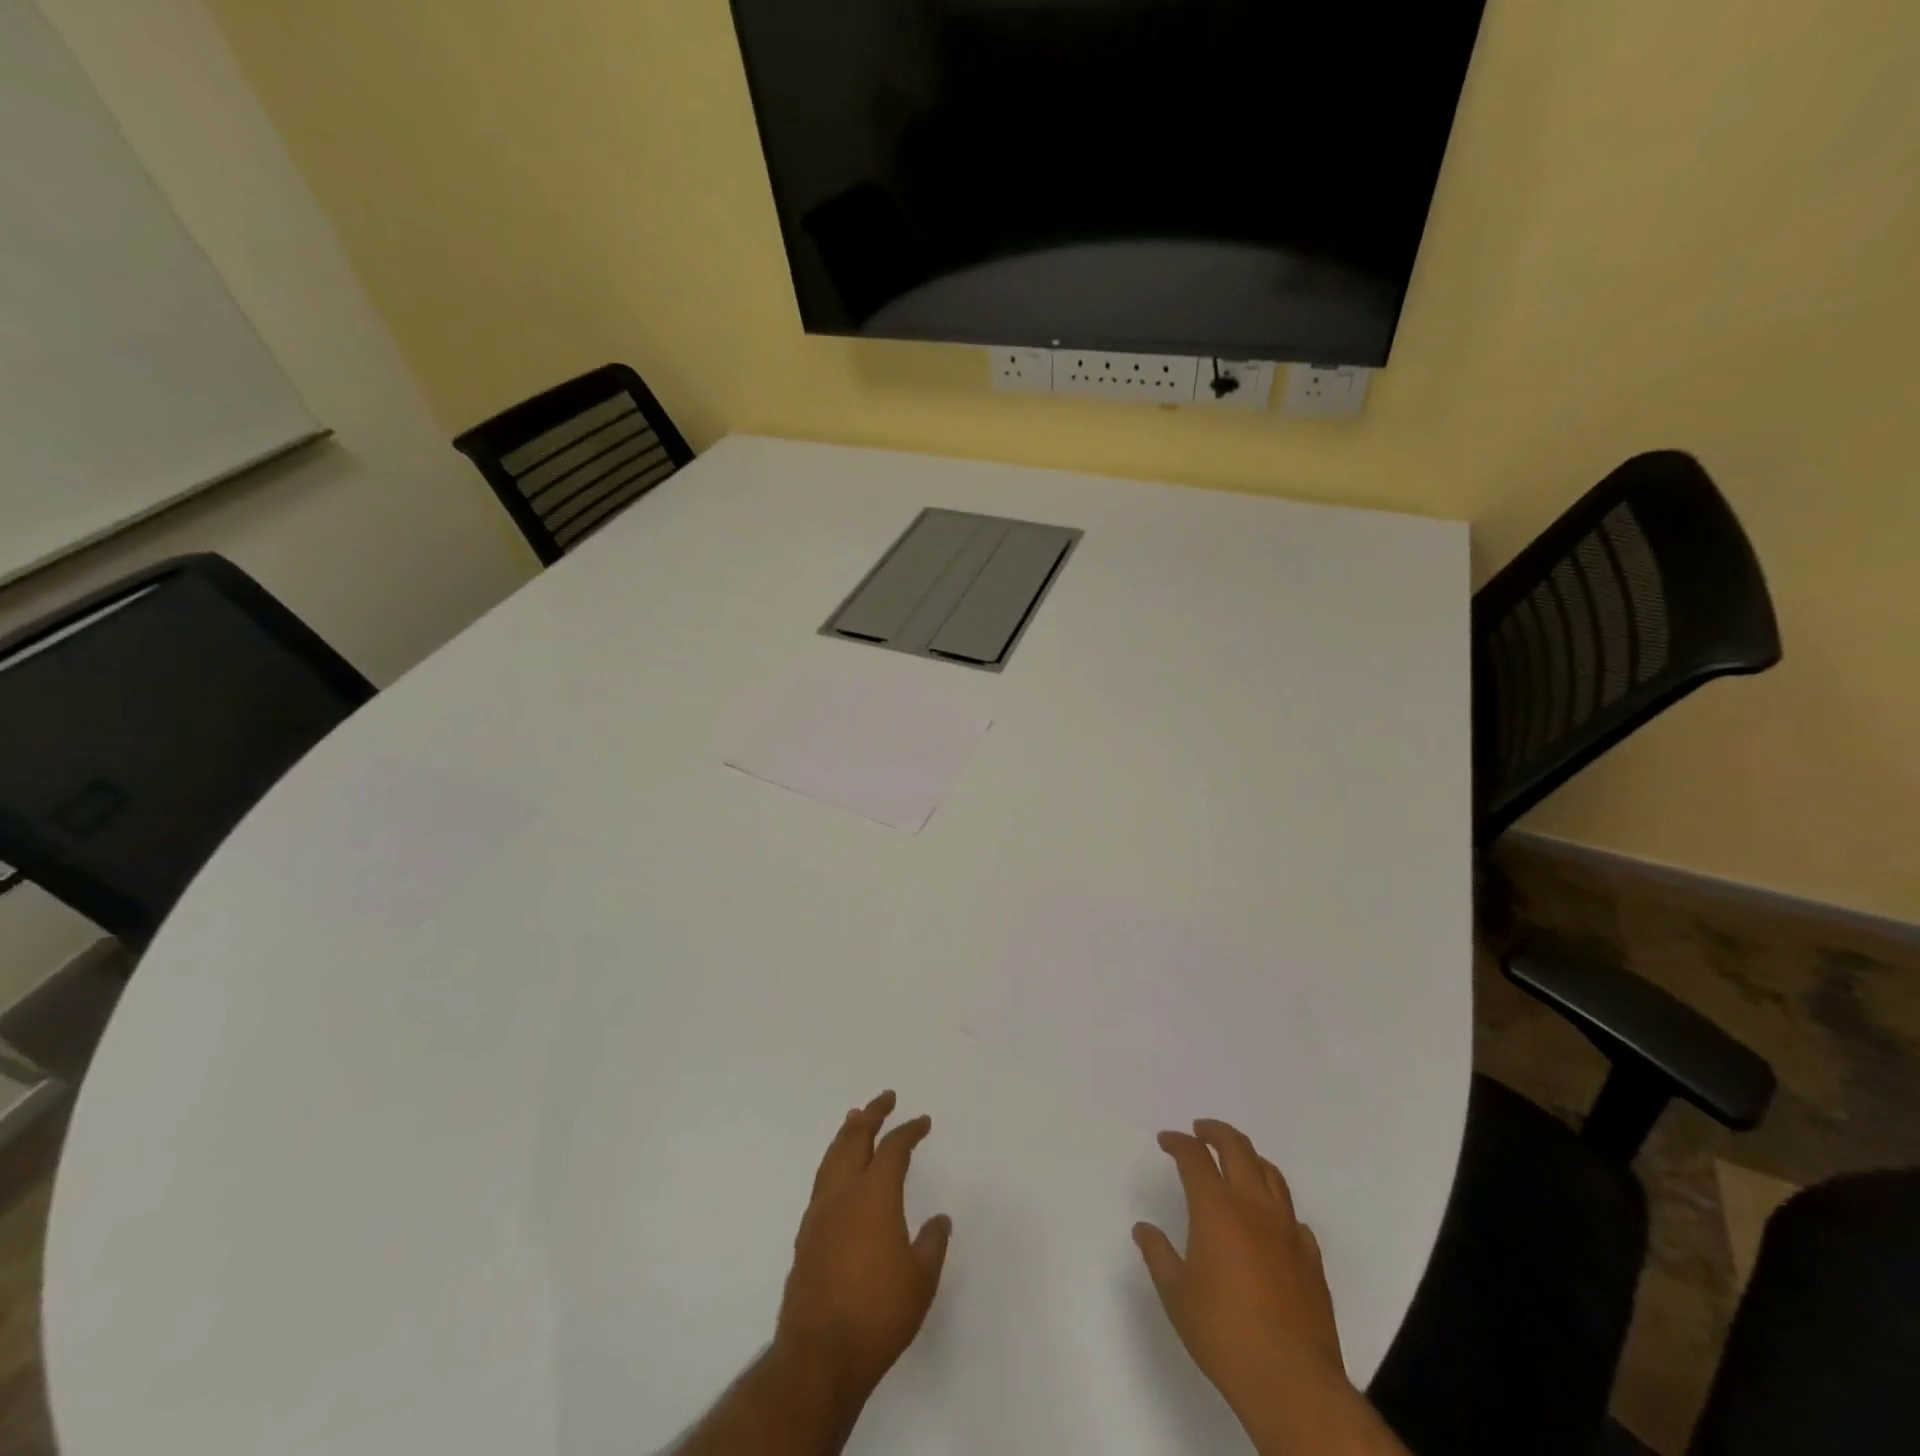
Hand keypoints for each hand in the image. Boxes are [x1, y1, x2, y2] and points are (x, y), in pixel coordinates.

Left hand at [775, 1091, 952, 1407]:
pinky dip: (834, 1161)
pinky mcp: (805, 1236)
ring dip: (847, 1133)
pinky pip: (822, 1181)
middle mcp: (843, 1193)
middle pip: (854, 1138)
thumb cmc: (878, 1314)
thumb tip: (939, 1220)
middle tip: (885, 1098)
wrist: (819, 1357)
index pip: (893, 1148)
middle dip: (871, 1114)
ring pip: (832, 1156)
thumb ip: (932, 1244)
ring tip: (855, 1118)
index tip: (922, 1122)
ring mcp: (819, 1213)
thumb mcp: (921, 1280)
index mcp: (874, 1195)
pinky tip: (839, 1172)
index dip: (909, 1130)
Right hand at [1134, 1119, 1345, 1422]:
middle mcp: (1254, 1207)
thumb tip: (1144, 1229)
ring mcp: (1288, 1230)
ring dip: (1249, 1158)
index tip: (1166, 1141)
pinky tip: (1270, 1220)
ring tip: (1236, 1161)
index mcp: (1216, 1208)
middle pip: (1237, 1148)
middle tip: (1200, 1130)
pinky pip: (1292, 1215)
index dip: (1178, 1142)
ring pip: (1271, 1174)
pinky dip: (1276, 1204)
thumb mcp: (1176, 1294)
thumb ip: (1158, 1254)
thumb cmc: (1223, 1333)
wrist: (1292, 1381)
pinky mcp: (1311, 1258)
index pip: (1194, 1157)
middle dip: (1216, 1132)